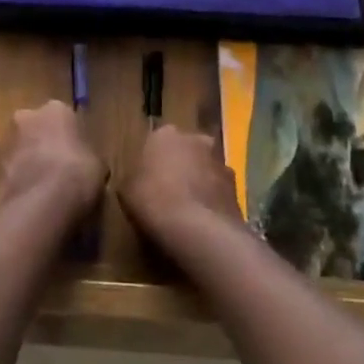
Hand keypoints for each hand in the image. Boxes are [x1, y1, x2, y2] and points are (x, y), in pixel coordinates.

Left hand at [0, 101, 105, 224]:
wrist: (40, 204)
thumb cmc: (77, 175)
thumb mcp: (97, 165)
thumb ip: (86, 156)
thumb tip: (84, 164)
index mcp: (55, 109)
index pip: (63, 118)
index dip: (69, 138)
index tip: (75, 156)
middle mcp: (25, 117)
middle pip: (34, 129)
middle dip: (41, 145)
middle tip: (55, 171)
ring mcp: (3, 142)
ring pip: (17, 150)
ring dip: (25, 164)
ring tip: (40, 191)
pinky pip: (6, 173)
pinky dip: (14, 183)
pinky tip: (27, 202)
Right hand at [119, 125, 242, 247]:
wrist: (198, 229)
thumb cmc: (154, 201)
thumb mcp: (126, 191)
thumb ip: (133, 179)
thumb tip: (137, 182)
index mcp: (165, 134)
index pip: (156, 142)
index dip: (152, 162)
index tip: (147, 181)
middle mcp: (196, 139)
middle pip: (185, 150)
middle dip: (180, 166)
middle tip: (167, 192)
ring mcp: (220, 162)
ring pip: (205, 169)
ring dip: (198, 182)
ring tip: (187, 211)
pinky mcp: (236, 187)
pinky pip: (218, 191)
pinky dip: (211, 201)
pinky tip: (202, 222)